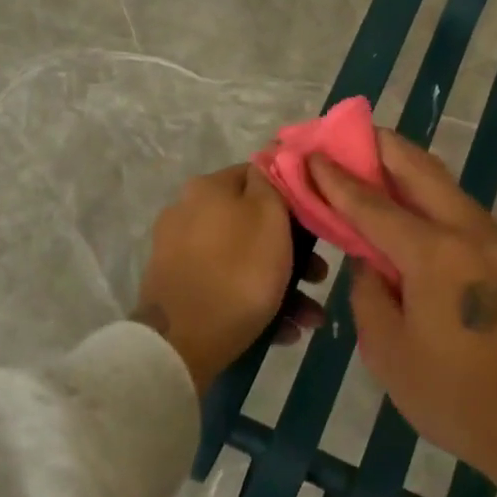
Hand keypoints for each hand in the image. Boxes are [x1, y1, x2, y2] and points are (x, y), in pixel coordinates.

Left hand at [135, 164, 325, 392]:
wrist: (181, 342)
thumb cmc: (239, 272)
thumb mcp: (270, 217)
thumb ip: (273, 182)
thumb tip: (272, 154)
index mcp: (208, 188)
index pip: (259, 176)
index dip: (293, 198)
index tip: (317, 226)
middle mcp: (188, 212)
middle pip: (253, 224)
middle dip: (294, 253)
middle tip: (318, 278)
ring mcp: (179, 253)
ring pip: (243, 260)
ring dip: (282, 286)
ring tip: (308, 318)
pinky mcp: (178, 289)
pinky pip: (226, 286)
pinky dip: (255, 304)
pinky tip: (282, 331)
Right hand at [305, 133, 496, 484]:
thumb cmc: (457, 398)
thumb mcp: (390, 354)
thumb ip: (370, 297)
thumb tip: (371, 265)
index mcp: (433, 254)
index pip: (373, 204)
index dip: (337, 178)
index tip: (311, 152)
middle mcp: (469, 234)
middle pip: (421, 171)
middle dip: (382, 146)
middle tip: (349, 134)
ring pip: (449, 188)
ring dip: (411, 169)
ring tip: (379, 163)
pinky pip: (466, 215)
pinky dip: (434, 200)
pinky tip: (418, 213)